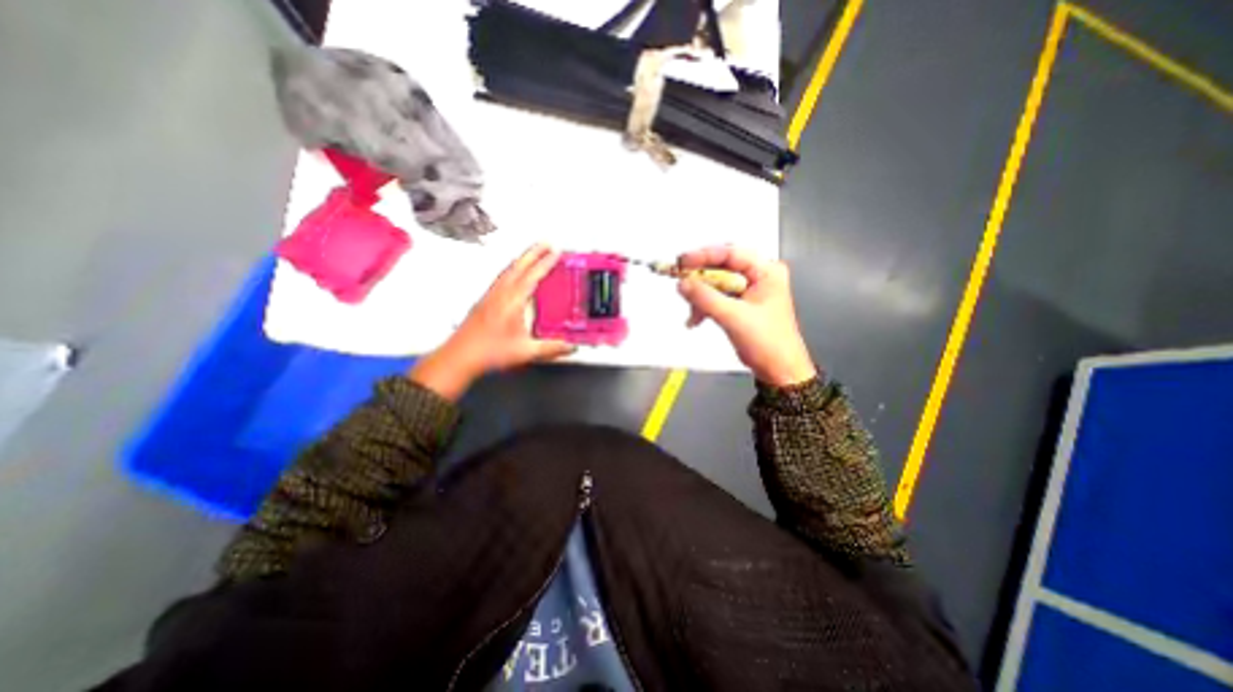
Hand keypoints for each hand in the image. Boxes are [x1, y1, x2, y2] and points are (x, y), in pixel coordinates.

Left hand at [408, 247, 572, 402]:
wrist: (459, 357)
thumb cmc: (490, 352)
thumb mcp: (526, 351)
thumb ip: (551, 348)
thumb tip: (571, 346)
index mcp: (513, 301)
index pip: (532, 276)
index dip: (546, 263)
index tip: (556, 252)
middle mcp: (501, 293)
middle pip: (518, 266)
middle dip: (533, 252)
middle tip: (546, 243)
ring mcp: (491, 295)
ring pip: (508, 270)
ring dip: (522, 258)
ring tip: (532, 253)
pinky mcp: (485, 301)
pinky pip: (502, 278)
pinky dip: (512, 269)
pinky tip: (513, 274)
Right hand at [674, 246, 816, 388]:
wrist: (779, 370)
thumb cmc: (766, 342)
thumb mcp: (734, 317)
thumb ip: (706, 298)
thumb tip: (681, 283)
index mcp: (766, 271)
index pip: (730, 253)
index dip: (703, 256)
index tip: (681, 262)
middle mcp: (758, 275)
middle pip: (721, 267)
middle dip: (700, 279)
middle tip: (681, 283)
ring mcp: (749, 290)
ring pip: (716, 283)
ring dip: (700, 297)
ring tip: (692, 314)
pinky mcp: (741, 304)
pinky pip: (717, 297)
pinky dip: (704, 306)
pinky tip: (695, 320)